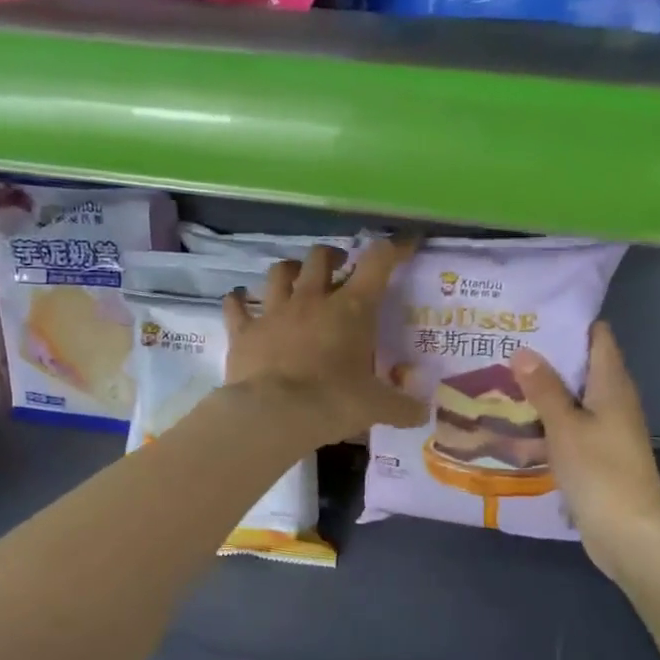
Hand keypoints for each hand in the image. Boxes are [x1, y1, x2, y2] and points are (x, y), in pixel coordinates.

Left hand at [224, 238, 426, 446]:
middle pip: (320, 257)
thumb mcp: (376, 407)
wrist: (274, 414)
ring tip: (295, 278)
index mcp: (351, 309)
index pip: (378, 262)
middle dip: (332, 255)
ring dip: (289, 270)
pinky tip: (238, 301)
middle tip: (339, 266)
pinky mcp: (244, 330)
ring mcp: (274, 312)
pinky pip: (235, 305)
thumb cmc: (333, 402)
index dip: (394, 248)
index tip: (404, 245)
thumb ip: (402, 407)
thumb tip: (423, 413)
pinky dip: (238, 301)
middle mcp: (312, 300)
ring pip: (279, 272)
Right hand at [511, 322, 659, 583]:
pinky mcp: (597, 454)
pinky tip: (517, 421)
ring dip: (544, 389)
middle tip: (505, 344)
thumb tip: (523, 350)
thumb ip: (544, 389)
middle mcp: (614, 401)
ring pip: (573, 397)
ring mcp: (607, 430)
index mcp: (613, 385)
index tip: (532, 314)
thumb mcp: (565, 426)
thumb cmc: (600, 472)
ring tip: (502, 377)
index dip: (570, 322)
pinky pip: (570, 425)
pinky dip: (548, 418)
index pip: (598, 337)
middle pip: (583, 365)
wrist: (628, 533)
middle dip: (548, 354)